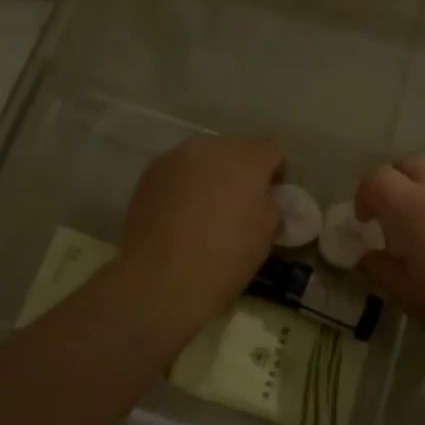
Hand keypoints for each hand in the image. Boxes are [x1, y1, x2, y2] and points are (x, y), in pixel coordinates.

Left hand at [119, 136, 283, 330]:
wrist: (163, 278)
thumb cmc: (226, 257)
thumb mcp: (266, 235)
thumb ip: (270, 207)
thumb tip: (263, 202)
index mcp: (248, 158)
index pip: (271, 149)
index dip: (274, 172)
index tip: (270, 196)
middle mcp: (211, 146)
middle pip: (234, 149)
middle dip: (239, 171)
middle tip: (237, 204)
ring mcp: (176, 157)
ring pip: (202, 158)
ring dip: (209, 176)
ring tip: (203, 210)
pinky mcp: (150, 173)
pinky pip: (176, 172)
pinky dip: (182, 186)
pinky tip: (178, 215)